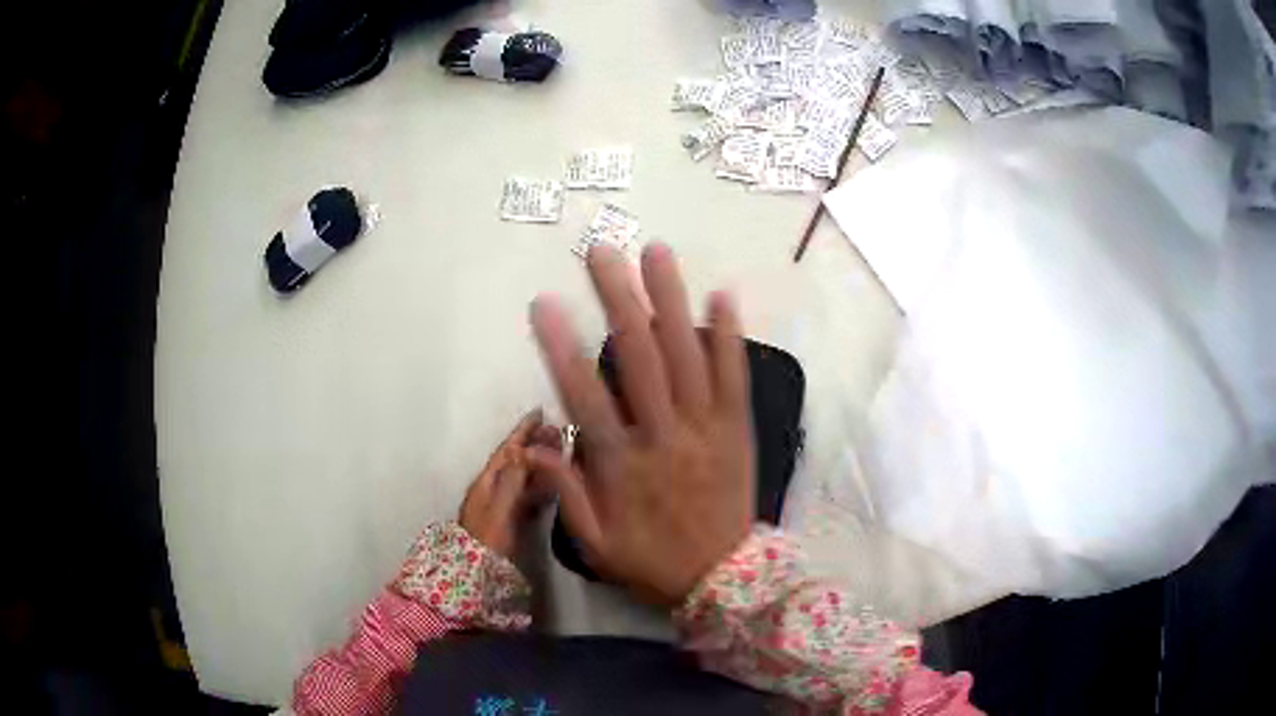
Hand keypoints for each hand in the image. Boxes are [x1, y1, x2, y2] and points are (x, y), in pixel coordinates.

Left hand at [458, 409, 560, 558]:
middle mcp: (491, 487)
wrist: (472, 570)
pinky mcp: (505, 518)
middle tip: (556, 432)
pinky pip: (524, 494)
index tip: (539, 413)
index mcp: (487, 481)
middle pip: (514, 460)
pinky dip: (537, 485)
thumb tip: (522, 450)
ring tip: (558, 453)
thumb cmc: (487, 539)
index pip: (508, 450)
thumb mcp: (501, 509)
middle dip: (533, 444)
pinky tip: (551, 487)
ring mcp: (497, 503)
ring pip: (520, 476)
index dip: (522, 432)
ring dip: (538, 463)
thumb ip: (512, 481)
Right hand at [527, 243, 754, 605]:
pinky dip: (730, 336)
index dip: (563, 347)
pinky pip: (735, 376)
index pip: (585, 396)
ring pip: (687, 355)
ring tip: (656, 253)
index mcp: (623, 465)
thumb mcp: (597, 546)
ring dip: (671, 300)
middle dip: (619, 299)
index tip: (546, 304)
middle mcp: (664, 435)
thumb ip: (567, 495)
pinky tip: (723, 295)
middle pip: (640, 357)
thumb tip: (534, 447)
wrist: (724, 580)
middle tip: (603, 253)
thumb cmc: (654, 562)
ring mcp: (706, 427)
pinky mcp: (737, 428)